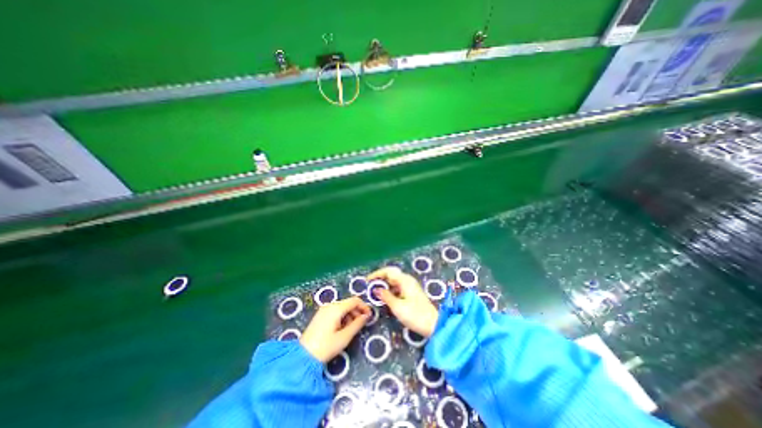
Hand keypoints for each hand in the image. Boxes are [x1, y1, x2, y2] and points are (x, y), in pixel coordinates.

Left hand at [299, 297, 370, 361]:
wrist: (303, 357)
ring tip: (351, 329)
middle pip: (348, 303)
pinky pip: (335, 311)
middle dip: (356, 312)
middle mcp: (330, 305)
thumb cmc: (326, 347)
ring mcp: (324, 309)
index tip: (369, 316)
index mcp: (336, 308)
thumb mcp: (345, 337)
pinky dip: (342, 317)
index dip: (364, 306)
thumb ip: (357, 324)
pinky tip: (341, 329)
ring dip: (350, 315)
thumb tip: (366, 316)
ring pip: (342, 307)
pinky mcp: (320, 315)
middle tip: (360, 325)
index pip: (355, 300)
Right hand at [370, 267, 440, 337]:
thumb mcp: (397, 307)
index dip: (377, 274)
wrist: (434, 325)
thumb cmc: (415, 315)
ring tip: (375, 293)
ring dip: (385, 285)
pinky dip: (391, 291)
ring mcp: (410, 287)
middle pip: (391, 275)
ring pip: (394, 282)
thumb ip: (386, 296)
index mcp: (405, 280)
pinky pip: (398, 288)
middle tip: (370, 287)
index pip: (388, 271)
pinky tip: (386, 298)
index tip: (367, 280)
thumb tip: (376, 289)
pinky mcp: (412, 293)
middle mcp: (408, 280)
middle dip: (380, 279)